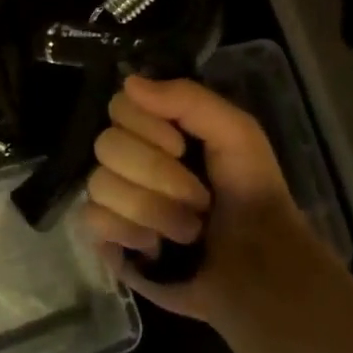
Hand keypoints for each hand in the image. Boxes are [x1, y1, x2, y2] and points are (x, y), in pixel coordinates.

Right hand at [82, 75, 322, 333]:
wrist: (260, 271)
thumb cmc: (253, 195)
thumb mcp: (237, 133)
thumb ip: (188, 98)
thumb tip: (130, 82)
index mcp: (156, 127)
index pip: (119, 105)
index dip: (148, 126)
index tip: (182, 146)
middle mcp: (129, 157)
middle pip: (106, 145)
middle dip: (158, 174)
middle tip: (197, 198)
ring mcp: (115, 199)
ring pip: (99, 184)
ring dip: (153, 209)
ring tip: (188, 229)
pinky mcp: (108, 240)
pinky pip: (91, 220)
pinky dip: (129, 232)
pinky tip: (156, 247)